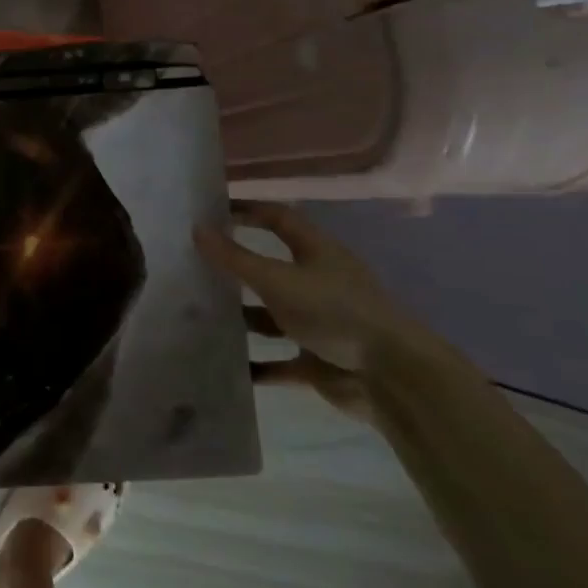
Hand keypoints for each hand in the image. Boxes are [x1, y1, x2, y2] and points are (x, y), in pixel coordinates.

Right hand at [195, 200, 447, 419]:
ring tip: (201, 315)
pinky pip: (279, 361)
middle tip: (195, 266)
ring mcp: (320, 324)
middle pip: (272, 269)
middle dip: (237, 269)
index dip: (248, 210)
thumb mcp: (277, 280)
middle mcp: (319, 284)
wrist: (392, 377)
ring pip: (272, 316)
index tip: (212, 212)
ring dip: (243, 318)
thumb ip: (235, 257)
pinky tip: (228, 365)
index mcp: (318, 253)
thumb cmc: (334, 312)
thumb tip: (196, 228)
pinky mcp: (318, 360)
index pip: (279, 219)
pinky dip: (256, 365)